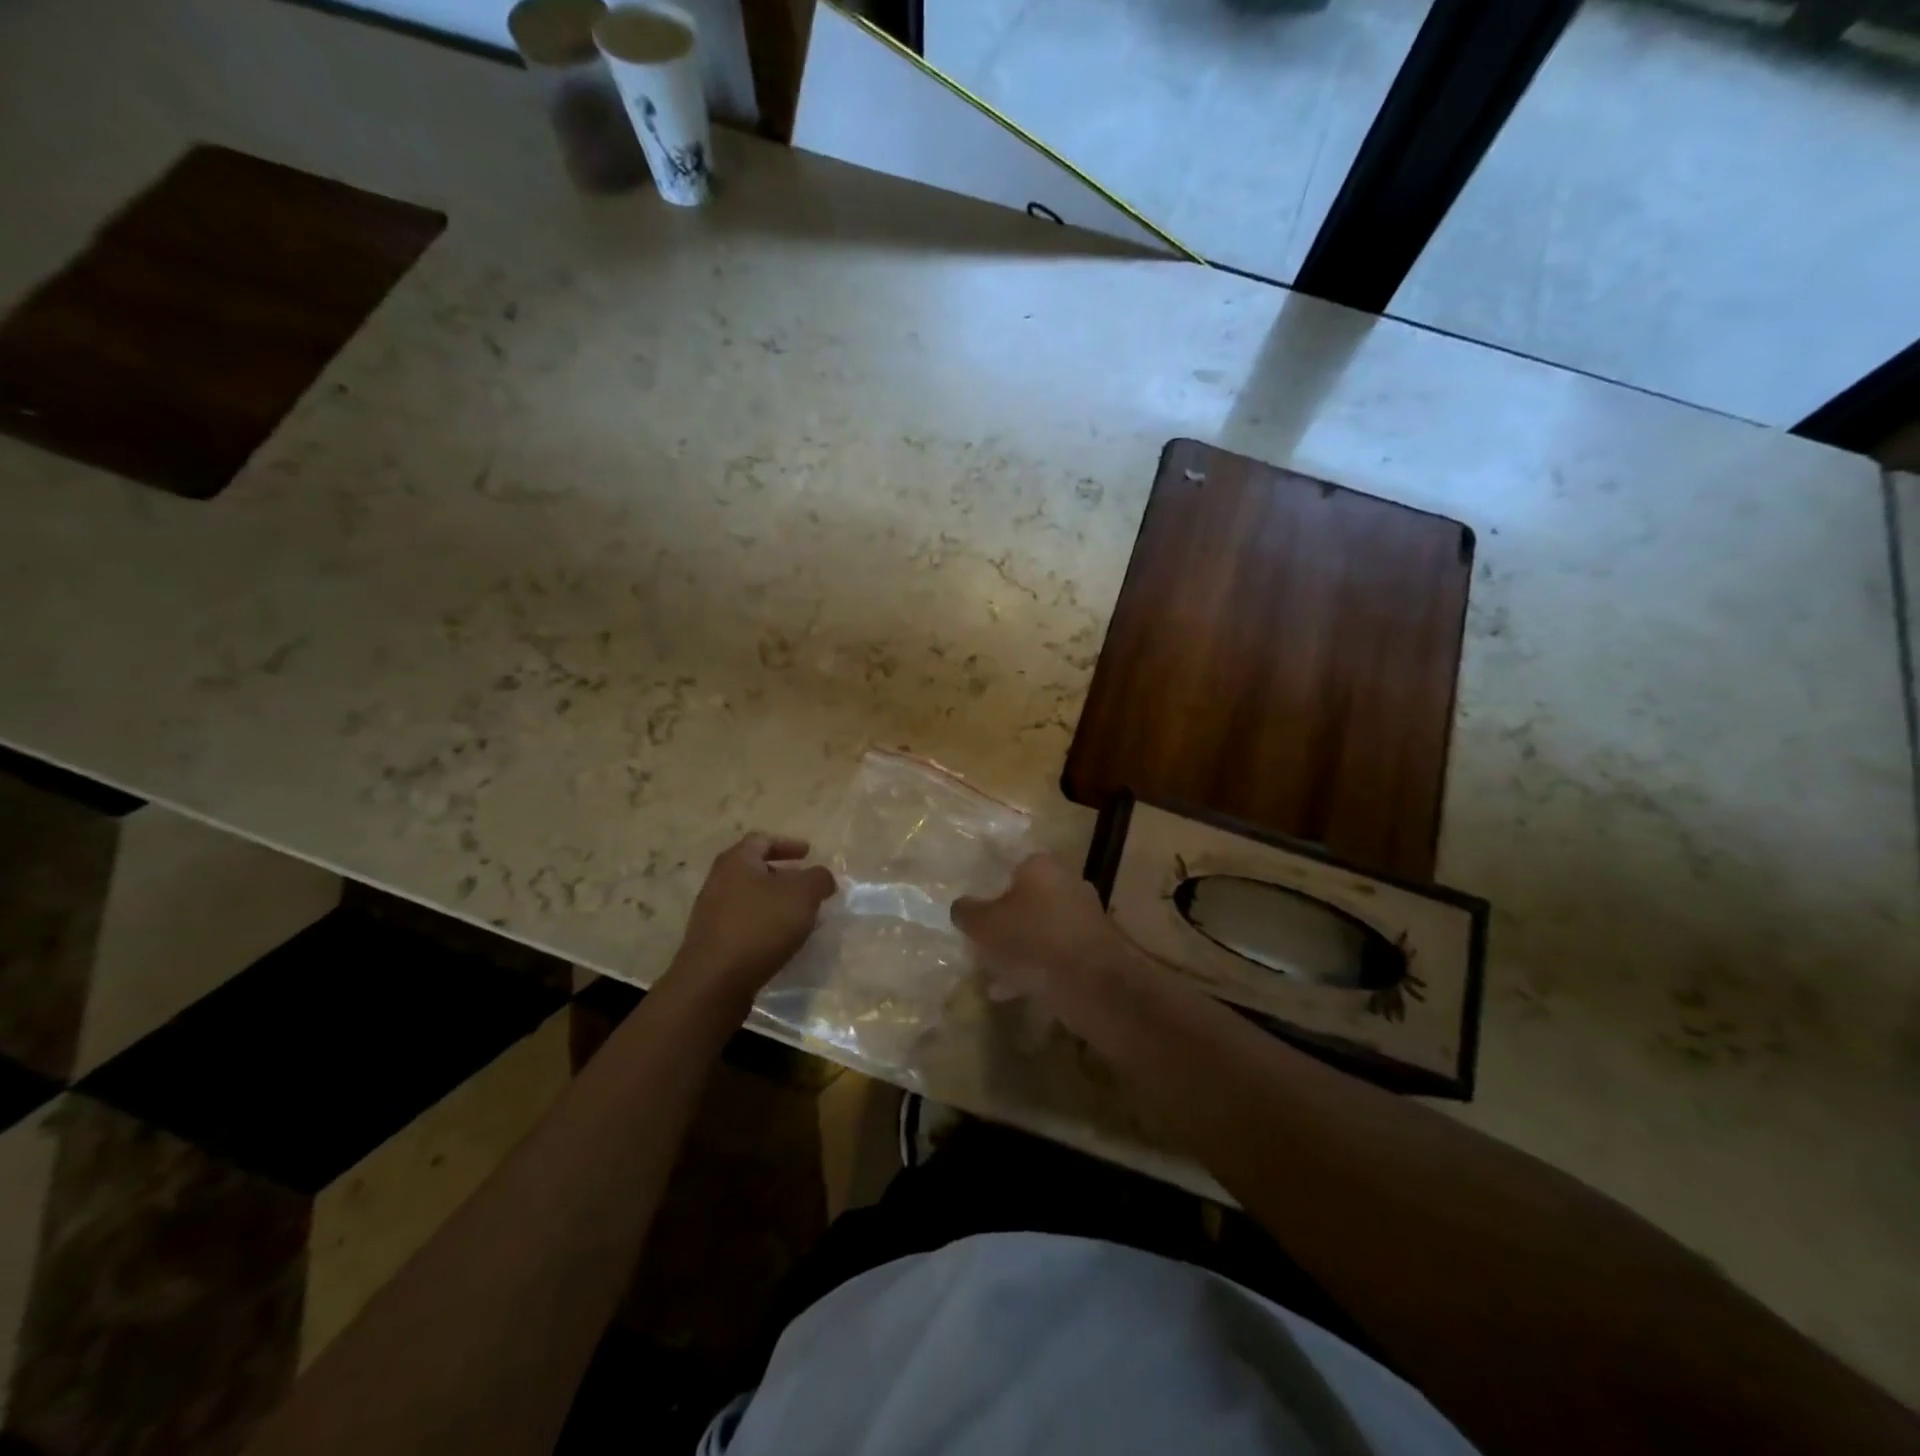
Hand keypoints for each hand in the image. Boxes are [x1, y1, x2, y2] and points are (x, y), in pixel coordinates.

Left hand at [667, 834, 836, 1009]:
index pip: (762, 840)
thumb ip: (818, 879)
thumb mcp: (802, 895)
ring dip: (774, 902)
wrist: (714, 982)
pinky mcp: (712, 941)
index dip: (788, 844)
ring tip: (799, 916)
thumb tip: (822, 877)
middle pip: (754, 869)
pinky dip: (764, 924)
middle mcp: (718, 881)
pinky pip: (744, 923)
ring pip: (749, 898)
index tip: (808, 853)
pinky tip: (780, 940)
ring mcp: (711, 913)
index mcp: (736, 861)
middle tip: (807, 886)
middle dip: (783, 875)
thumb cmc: (759, 926)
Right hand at [951, 853, 1137, 1036]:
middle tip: (982, 944)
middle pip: (1027, 900)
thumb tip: (960, 907)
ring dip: (1018, 950)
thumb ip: (967, 912)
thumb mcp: (985, 925)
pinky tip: (1012, 992)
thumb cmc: (1032, 940)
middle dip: (1005, 923)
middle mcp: (1067, 883)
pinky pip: (1055, 955)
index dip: (990, 888)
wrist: (1093, 982)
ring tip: (992, 975)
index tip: (976, 912)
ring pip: (1040, 930)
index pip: (1010, 867)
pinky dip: (1035, 969)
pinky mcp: (1094, 949)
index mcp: (1041, 866)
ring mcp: (1084, 917)